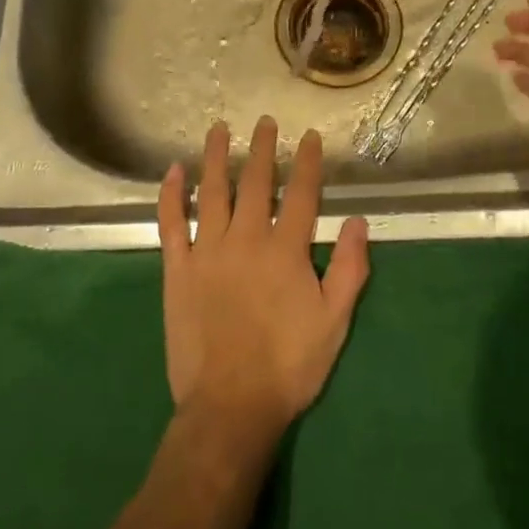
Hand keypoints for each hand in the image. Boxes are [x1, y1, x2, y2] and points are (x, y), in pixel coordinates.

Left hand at [157, 117, 369, 447]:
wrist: (230, 406)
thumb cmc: (288, 365)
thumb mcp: (334, 322)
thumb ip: (350, 269)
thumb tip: (357, 221)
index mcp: (285, 250)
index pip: (301, 193)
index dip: (307, 162)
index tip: (310, 137)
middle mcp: (246, 238)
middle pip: (255, 182)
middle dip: (262, 149)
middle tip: (265, 122)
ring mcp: (207, 251)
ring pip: (212, 192)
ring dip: (215, 157)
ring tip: (219, 128)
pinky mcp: (177, 269)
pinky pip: (171, 223)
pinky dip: (171, 195)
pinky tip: (173, 171)